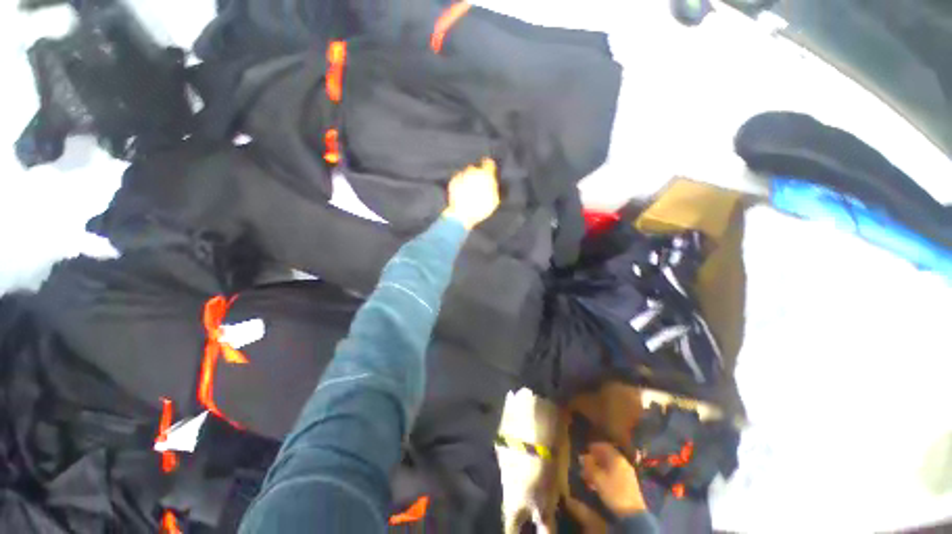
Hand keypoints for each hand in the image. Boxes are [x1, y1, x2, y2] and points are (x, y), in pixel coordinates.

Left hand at [443, 158, 499, 229]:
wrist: (462, 214)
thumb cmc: (480, 209)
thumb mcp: (494, 201)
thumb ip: (494, 188)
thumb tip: (493, 183)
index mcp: (485, 175)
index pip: (488, 164)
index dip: (489, 166)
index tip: (488, 169)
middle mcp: (473, 172)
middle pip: (476, 169)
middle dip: (477, 176)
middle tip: (478, 187)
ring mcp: (462, 175)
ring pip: (466, 173)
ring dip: (468, 179)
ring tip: (469, 191)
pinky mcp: (453, 181)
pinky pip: (458, 179)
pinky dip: (460, 183)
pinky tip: (462, 193)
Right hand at [580, 443, 647, 516]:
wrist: (632, 513)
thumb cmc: (613, 492)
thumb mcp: (597, 478)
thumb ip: (588, 465)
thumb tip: (582, 457)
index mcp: (616, 458)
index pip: (603, 445)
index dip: (593, 447)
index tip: (585, 451)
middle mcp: (623, 462)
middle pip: (606, 456)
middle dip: (594, 460)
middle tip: (585, 465)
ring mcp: (627, 473)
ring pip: (609, 466)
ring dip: (598, 469)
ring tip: (588, 477)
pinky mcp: (628, 483)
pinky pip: (614, 474)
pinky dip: (605, 476)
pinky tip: (598, 484)